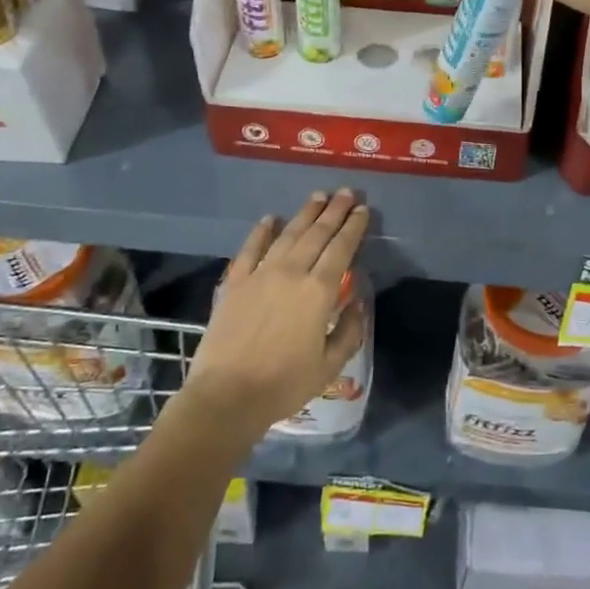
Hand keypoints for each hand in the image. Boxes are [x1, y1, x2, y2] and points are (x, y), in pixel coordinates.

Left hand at [186, 190, 369, 436]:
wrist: (226, 396)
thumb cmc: (284, 385)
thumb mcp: (330, 364)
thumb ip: (350, 329)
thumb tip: (357, 299)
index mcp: (318, 291)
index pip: (341, 248)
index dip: (354, 227)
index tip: (363, 209)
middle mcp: (291, 273)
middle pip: (316, 234)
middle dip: (334, 211)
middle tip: (345, 192)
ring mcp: (260, 274)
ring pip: (287, 234)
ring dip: (304, 213)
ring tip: (318, 196)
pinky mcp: (235, 283)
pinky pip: (250, 249)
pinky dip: (261, 231)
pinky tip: (270, 218)